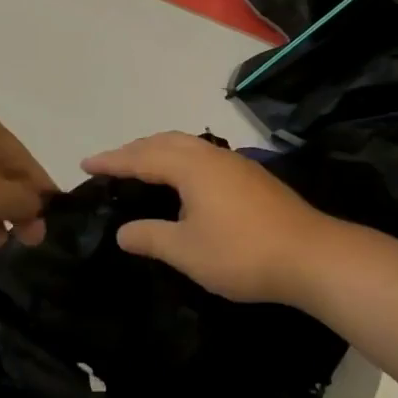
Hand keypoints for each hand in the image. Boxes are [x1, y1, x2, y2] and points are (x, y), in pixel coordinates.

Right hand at [81, 132, 341, 304]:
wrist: (312, 256)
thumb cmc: (242, 253)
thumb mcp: (187, 251)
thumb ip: (150, 237)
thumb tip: (122, 231)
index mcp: (190, 166)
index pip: (140, 157)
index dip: (111, 161)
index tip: (85, 163)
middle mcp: (210, 155)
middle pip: (164, 142)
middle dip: (134, 150)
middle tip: (110, 164)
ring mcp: (234, 164)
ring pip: (186, 145)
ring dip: (158, 151)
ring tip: (141, 167)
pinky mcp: (251, 177)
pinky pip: (202, 156)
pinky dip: (180, 159)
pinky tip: (184, 181)